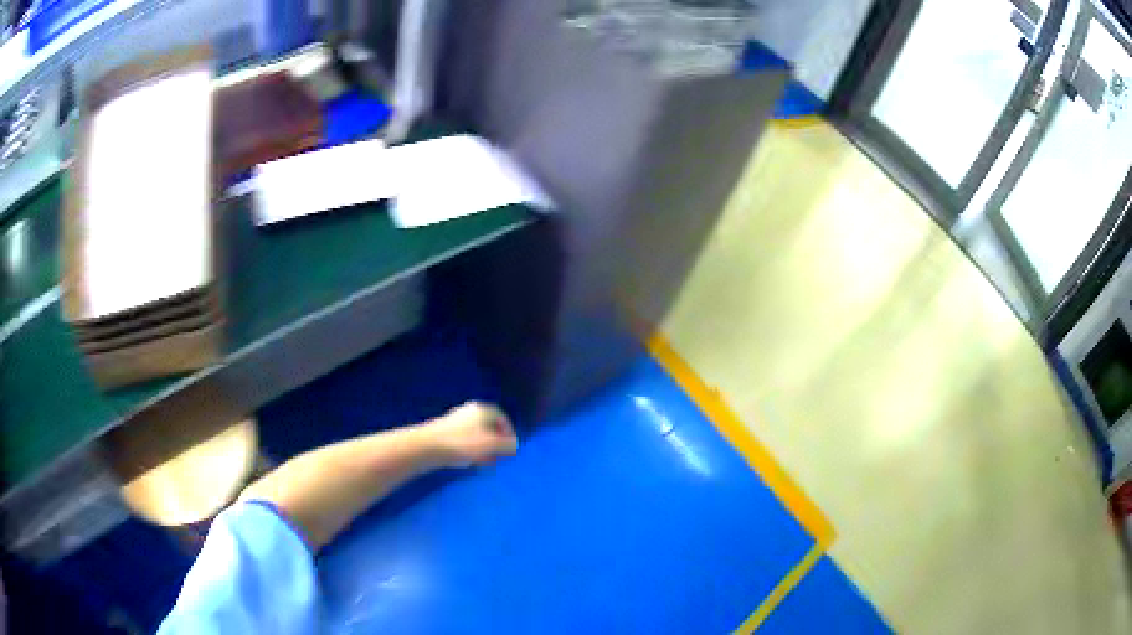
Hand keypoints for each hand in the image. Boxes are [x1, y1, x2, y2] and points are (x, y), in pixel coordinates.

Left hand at [431, 402, 517, 466]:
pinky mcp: (444, 434)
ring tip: (488, 462)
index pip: (501, 417)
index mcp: (481, 410)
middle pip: (488, 426)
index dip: (509, 431)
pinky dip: (471, 450)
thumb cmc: (463, 444)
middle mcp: (468, 413)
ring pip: (475, 435)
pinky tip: (471, 462)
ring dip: (484, 448)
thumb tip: (514, 445)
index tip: (511, 446)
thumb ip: (507, 445)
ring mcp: (455, 423)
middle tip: (500, 456)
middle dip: (496, 442)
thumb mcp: (492, 445)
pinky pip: (464, 441)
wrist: (427, 447)